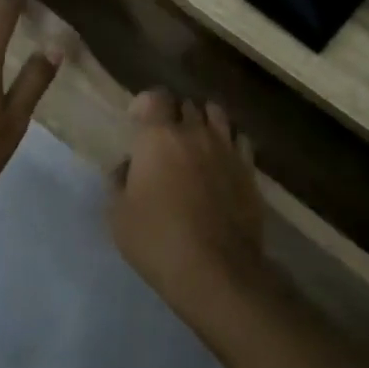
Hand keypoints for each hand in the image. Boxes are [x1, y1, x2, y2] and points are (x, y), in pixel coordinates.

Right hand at [108, 89, 265, 323]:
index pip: (155, 97)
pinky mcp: (249, 170)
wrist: (216, 270)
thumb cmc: (157, 240)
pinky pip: (240, 141)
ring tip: (196, 141)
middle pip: (186, 105)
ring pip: (217, 115)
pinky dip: (229, 142)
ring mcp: (227, 149)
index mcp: (159, 137)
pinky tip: (222, 159)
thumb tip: (127, 167)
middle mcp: (195, 133)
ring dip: (203, 121)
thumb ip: (119, 182)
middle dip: (174, 114)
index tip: (136, 121)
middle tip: (164, 137)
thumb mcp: (118, 215)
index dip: (145, 104)